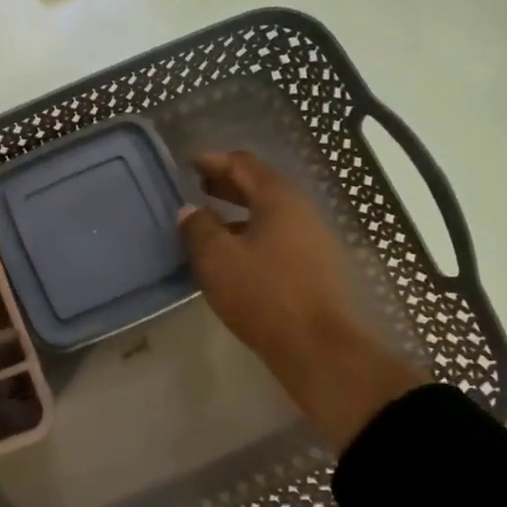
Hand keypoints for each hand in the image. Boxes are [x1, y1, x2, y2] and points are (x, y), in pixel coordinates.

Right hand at [177, 151, 425, 450]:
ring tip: (212, 221)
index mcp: (278, 199)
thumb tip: (189, 210)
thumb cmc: (263, 294)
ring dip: (240, 212)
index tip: (192, 163)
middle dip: (229, 184)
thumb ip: (199, 228)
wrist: (318, 346)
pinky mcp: (315, 267)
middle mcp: (301, 211)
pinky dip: (253, 233)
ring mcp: (313, 239)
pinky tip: (235, 254)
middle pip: (261, 186)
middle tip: (200, 187)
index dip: (216, 161)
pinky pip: (279, 236)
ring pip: (270, 213)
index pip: (244, 164)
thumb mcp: (217, 259)